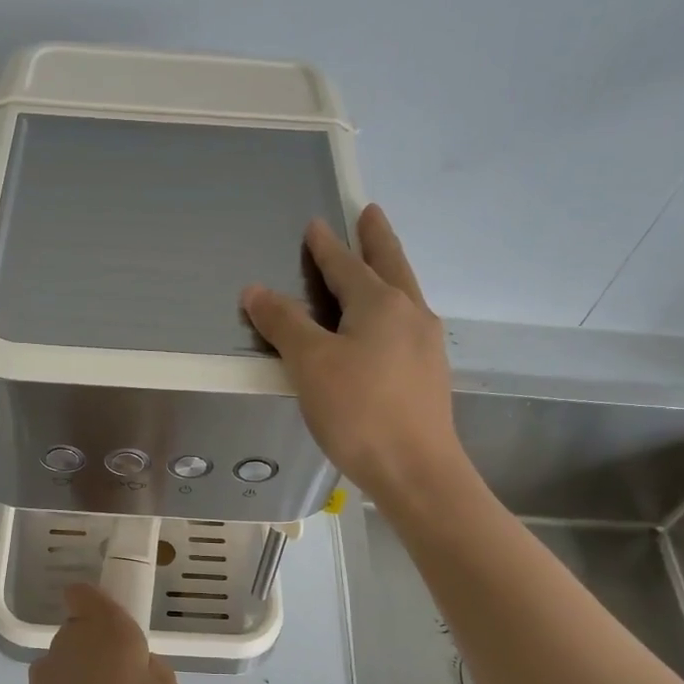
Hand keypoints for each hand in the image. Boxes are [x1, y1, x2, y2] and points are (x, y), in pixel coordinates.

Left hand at [20, 583, 180, 683]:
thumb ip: (155, 670)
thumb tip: (140, 666)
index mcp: (105, 626)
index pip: (83, 593)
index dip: (95, 604)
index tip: (113, 627)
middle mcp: (69, 639)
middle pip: (78, 631)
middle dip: (97, 649)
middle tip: (122, 683)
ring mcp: (44, 671)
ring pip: (66, 664)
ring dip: (81, 680)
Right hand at [240, 204, 471, 505]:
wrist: (416, 469)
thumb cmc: (358, 411)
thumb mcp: (310, 364)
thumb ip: (284, 323)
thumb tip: (254, 290)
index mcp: (380, 304)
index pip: (346, 265)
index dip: (326, 246)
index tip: (316, 224)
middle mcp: (410, 314)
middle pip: (391, 266)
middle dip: (377, 239)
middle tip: (372, 213)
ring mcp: (426, 344)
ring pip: (404, 295)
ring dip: (389, 272)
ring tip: (379, 265)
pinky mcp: (429, 374)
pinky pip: (407, 325)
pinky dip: (393, 309)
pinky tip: (386, 328)